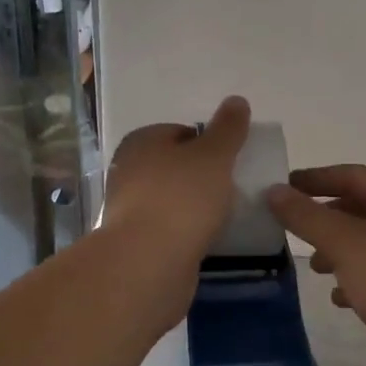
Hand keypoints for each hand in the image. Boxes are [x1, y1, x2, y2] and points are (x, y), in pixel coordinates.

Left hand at [102, 96, 250, 263]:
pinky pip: (170, 229)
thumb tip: (237, 100)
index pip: (180, 131)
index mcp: (141, 142)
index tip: (231, 161)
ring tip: (225, 215)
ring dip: (196, 206)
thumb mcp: (214, 155)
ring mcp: (129, 209)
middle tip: (231, 187)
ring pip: (172, 199)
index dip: (209, 143)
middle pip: (175, 166)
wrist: (148, 264)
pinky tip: (208, 239)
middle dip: (202, 176)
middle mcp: (128, 171)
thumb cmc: (181, 199)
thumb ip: (228, 129)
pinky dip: (188, 231)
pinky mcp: (136, 243)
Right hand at [266, 165, 365, 365]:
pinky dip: (355, 278)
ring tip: (314, 267)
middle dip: (327, 216)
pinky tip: (339, 297)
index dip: (318, 178)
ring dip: (339, 249)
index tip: (284, 186)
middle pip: (363, 207)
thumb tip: (274, 191)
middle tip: (294, 227)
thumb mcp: (345, 244)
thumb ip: (307, 216)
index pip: (354, 174)